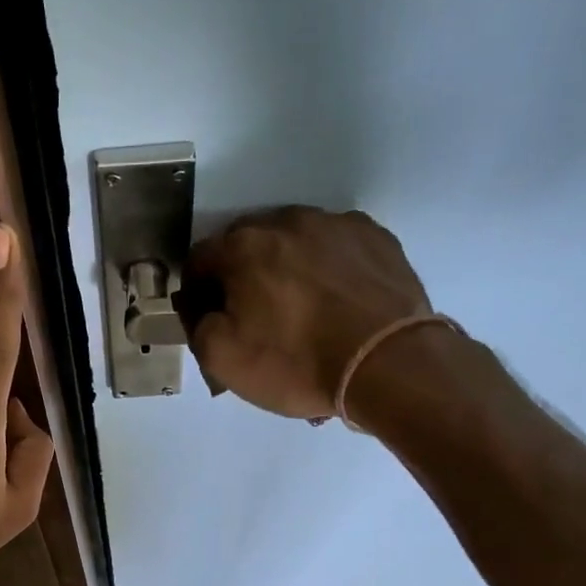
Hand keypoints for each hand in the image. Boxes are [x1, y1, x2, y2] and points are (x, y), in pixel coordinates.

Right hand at [183, 205, 430, 418]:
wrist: (388, 363)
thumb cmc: (297, 363)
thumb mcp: (224, 360)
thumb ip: (198, 325)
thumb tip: (201, 307)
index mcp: (243, 248)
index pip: (200, 259)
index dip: (197, 292)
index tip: (208, 320)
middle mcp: (287, 221)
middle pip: (247, 245)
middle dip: (242, 276)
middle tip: (254, 318)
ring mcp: (336, 224)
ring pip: (294, 243)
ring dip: (287, 269)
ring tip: (301, 311)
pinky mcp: (375, 237)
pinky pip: (336, 248)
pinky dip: (328, 269)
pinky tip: (337, 303)